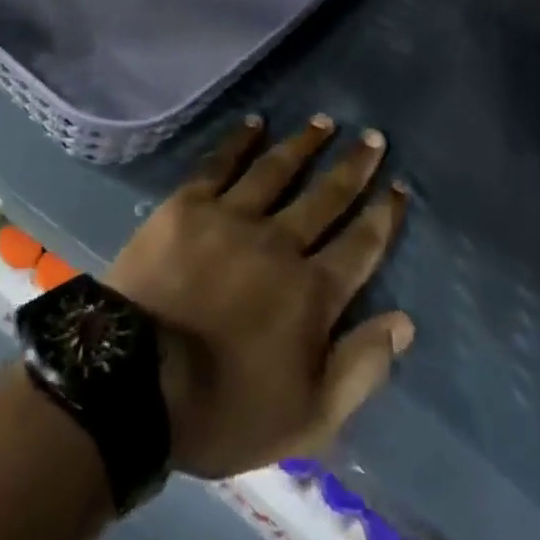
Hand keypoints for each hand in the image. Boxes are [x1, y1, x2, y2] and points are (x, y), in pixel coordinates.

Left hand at [104, 114, 411, 478]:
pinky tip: (255, 122)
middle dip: (353, 167)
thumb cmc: (224, 409)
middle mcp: (278, 242)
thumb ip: (360, 368)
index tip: (399, 187)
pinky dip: (239, 140)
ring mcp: (230, 217)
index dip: (383, 215)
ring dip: (303, 144)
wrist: (136, 380)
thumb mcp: (308, 418)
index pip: (360, 245)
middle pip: (325, 197)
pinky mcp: (187, 204)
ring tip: (324, 121)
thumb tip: (404, 322)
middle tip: (373, 138)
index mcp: (311, 292)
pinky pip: (219, 163)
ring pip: (277, 170)